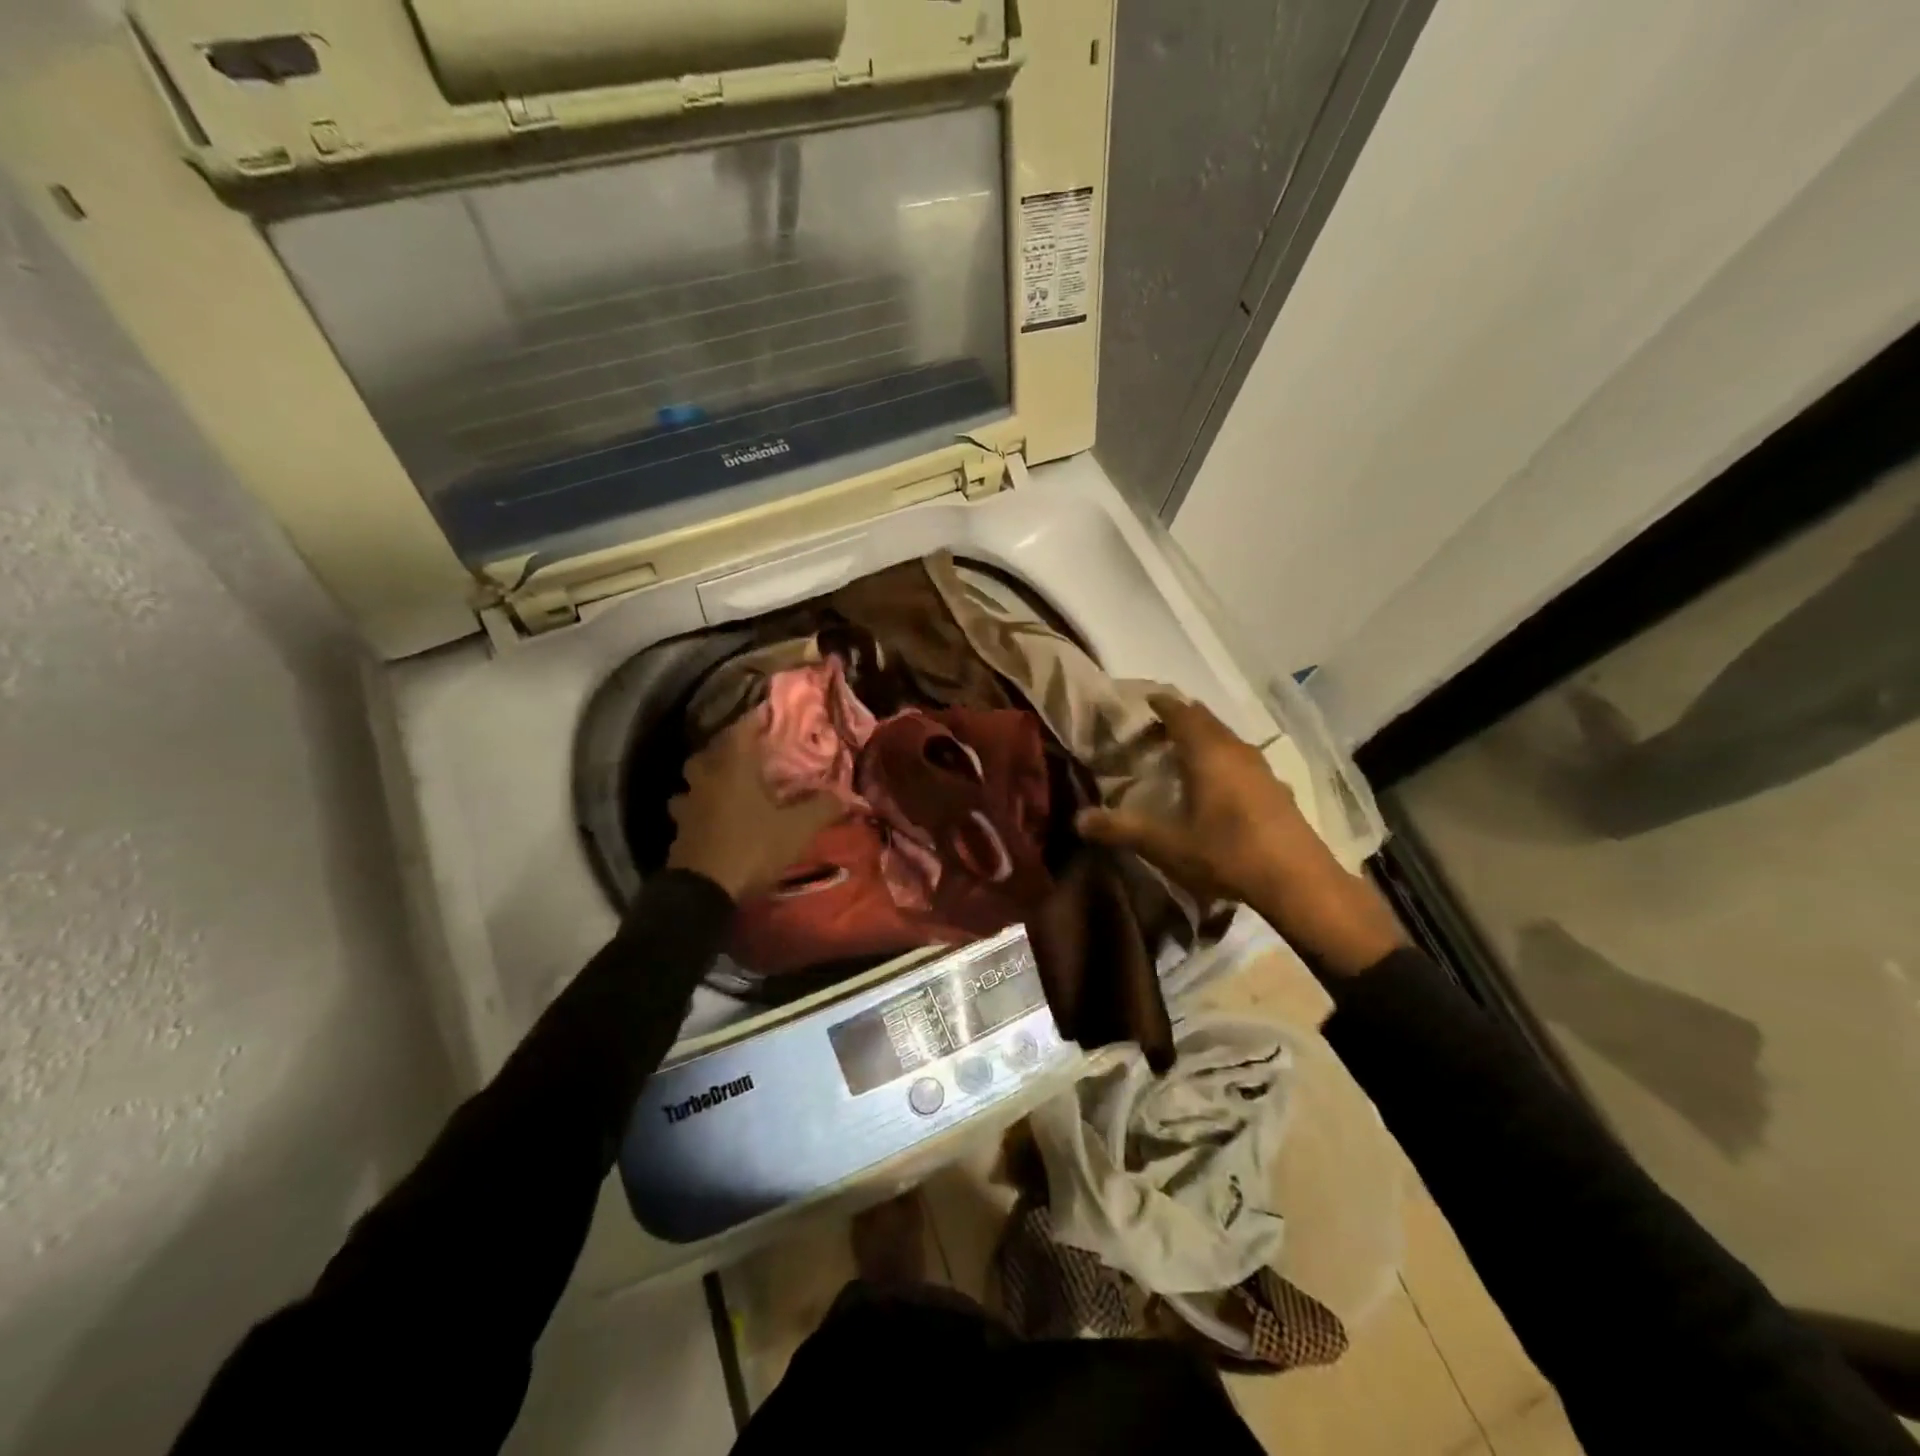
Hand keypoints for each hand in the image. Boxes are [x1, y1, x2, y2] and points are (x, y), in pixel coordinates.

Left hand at [665, 716, 844, 901]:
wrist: (703, 891)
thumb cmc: (752, 847)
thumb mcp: (797, 829)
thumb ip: (821, 808)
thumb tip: (845, 794)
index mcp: (733, 768)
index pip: (742, 730)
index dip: (756, 720)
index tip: (769, 715)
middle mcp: (706, 778)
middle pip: (711, 752)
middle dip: (728, 748)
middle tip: (748, 752)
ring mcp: (688, 804)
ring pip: (695, 779)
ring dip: (709, 777)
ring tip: (729, 783)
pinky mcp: (680, 829)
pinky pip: (690, 807)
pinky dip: (702, 805)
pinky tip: (716, 815)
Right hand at [1076, 694, 1405, 975]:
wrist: (1298, 881)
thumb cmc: (1226, 854)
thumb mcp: (1166, 845)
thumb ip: (1121, 829)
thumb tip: (1078, 820)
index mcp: (1207, 752)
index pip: (1181, 711)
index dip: (1161, 704)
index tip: (1144, 701)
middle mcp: (1236, 750)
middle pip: (1205, 720)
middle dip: (1179, 719)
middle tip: (1154, 731)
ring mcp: (1261, 768)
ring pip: (1226, 739)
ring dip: (1203, 739)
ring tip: (1181, 754)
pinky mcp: (1276, 788)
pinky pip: (1241, 759)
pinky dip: (1222, 759)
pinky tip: (1216, 785)